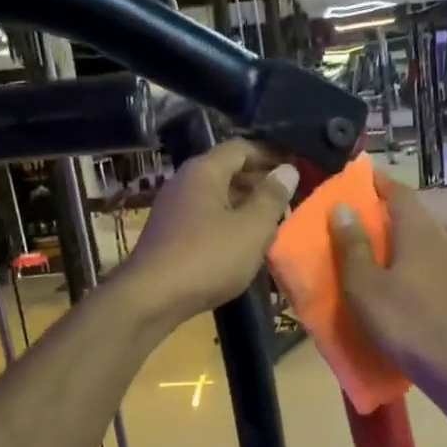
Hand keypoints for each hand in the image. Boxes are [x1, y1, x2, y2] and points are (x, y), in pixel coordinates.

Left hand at [121, 140, 299, 324]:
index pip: (241, 148)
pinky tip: (243, 242)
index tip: (295, 168)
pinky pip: (205, 217)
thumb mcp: (252, 228)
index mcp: (204, 171)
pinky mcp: (169, 234)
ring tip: (272, 221)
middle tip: (289, 197)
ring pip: (216, 196)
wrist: (151, 298)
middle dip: (259, 181)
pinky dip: (227, 222)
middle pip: (227, 170)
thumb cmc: (208, 258)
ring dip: (245, 204)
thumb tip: (287, 170)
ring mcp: (173, 209)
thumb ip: (272, 198)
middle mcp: (184, 182)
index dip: (270, 155)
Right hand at [330, 168, 446, 388]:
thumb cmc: (401, 320)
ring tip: (364, 242)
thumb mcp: (363, 284)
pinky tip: (387, 272)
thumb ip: (352, 244)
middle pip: (409, 211)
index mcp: (417, 230)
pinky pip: (423, 256)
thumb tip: (342, 207)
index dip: (375, 182)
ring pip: (417, 234)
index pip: (397, 191)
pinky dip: (402, 254)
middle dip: (380, 207)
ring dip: (392, 233)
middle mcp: (437, 237)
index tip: (351, 180)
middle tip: (350, 213)